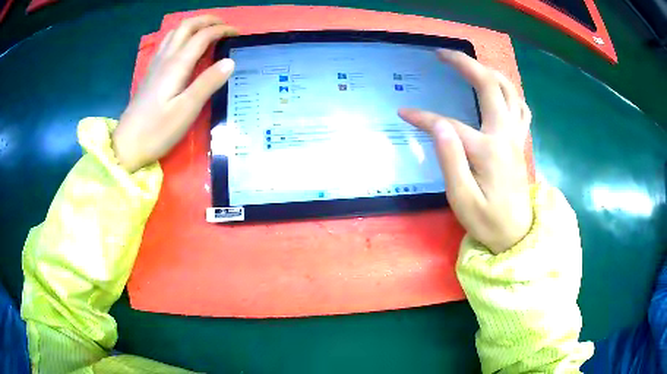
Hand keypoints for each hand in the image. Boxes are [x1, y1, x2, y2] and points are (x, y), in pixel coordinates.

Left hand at [113, 16, 238, 171]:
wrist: (127, 146)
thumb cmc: (157, 131)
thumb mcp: (186, 110)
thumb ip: (208, 83)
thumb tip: (230, 62)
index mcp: (177, 65)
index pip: (202, 36)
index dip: (222, 30)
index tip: (238, 34)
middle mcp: (166, 59)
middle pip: (186, 26)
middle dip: (207, 20)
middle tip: (224, 25)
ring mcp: (156, 65)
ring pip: (174, 32)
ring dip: (193, 25)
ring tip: (207, 30)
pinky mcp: (150, 74)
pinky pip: (167, 44)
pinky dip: (181, 36)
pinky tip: (184, 46)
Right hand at [399, 50, 531, 254]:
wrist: (516, 235)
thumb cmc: (487, 221)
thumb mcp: (462, 199)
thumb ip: (451, 159)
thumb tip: (438, 125)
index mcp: (488, 150)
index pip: (449, 124)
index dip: (424, 117)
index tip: (404, 113)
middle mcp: (505, 135)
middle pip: (490, 86)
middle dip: (465, 64)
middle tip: (442, 54)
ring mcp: (515, 136)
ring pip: (510, 91)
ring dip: (489, 71)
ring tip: (469, 64)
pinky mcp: (519, 142)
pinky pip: (521, 107)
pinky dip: (510, 92)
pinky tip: (499, 90)